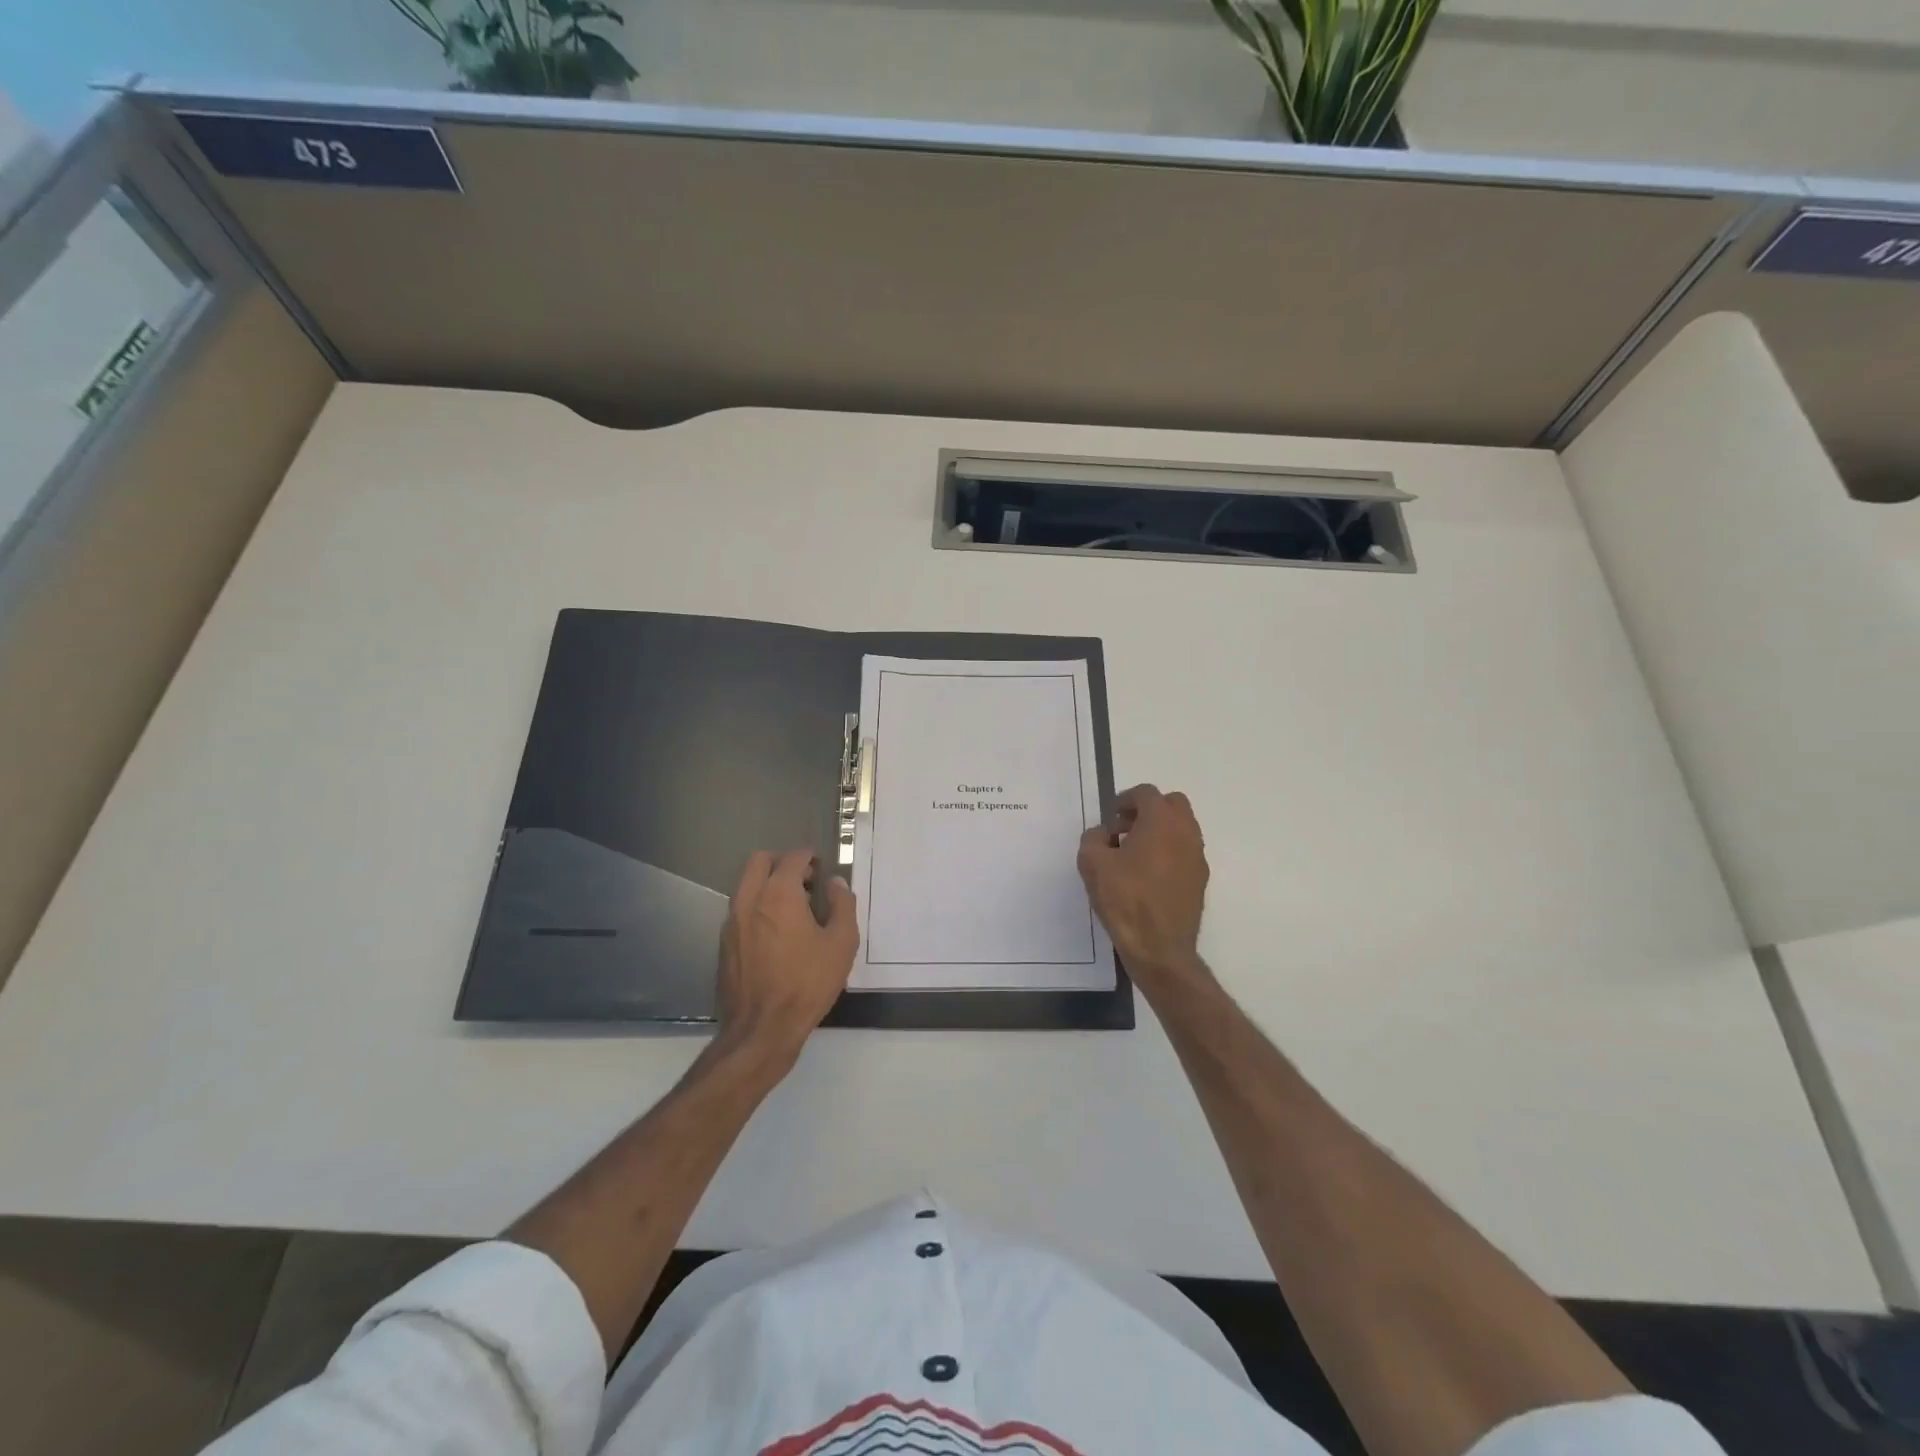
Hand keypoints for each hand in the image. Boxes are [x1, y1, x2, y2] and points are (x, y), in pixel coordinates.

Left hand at [716, 849, 858, 1067]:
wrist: (762, 1029)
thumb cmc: (807, 983)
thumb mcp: (842, 943)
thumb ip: (843, 905)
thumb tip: (836, 883)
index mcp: (779, 893)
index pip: (793, 857)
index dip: (810, 857)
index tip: (823, 867)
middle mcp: (750, 899)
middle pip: (759, 861)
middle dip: (783, 862)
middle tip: (805, 879)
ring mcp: (732, 921)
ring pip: (746, 884)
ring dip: (768, 883)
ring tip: (793, 906)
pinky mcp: (724, 943)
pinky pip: (740, 909)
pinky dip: (757, 905)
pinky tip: (776, 931)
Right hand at [1078, 785, 1208, 987]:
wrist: (1159, 947)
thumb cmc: (1125, 899)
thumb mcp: (1092, 863)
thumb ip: (1094, 838)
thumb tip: (1104, 835)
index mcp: (1161, 821)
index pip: (1146, 793)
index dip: (1124, 800)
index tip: (1110, 818)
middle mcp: (1186, 832)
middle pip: (1172, 804)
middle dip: (1148, 810)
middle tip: (1125, 830)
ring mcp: (1197, 857)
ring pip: (1181, 828)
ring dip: (1159, 831)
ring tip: (1133, 855)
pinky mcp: (1200, 880)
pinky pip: (1185, 852)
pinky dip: (1168, 852)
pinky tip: (1148, 876)